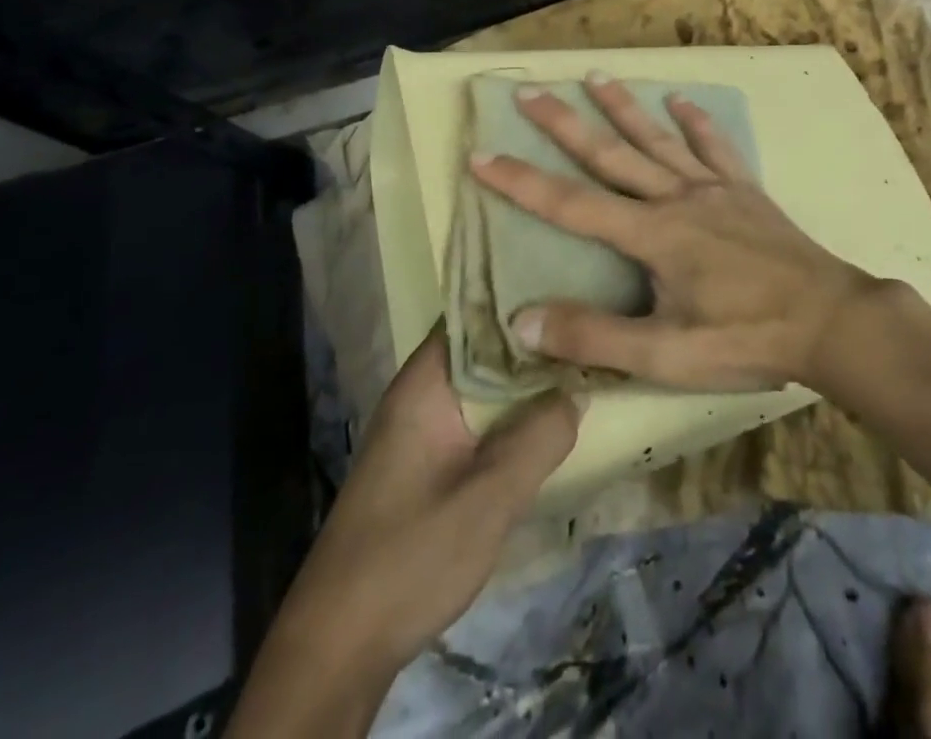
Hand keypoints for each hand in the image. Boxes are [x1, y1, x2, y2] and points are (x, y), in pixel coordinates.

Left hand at [230, 331, 579, 736]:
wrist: (338, 647)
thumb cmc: (410, 558)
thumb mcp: (488, 499)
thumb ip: (538, 438)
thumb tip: (578, 390)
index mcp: (426, 381)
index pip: (475, 310)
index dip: (522, 294)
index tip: (573, 283)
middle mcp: (422, 391)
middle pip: (484, 345)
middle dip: (534, 337)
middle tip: (592, 324)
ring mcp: (423, 426)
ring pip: (485, 383)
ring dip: (527, 377)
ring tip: (585, 360)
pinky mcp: (429, 460)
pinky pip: (480, 416)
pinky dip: (513, 410)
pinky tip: (550, 415)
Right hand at [468, 73, 874, 390]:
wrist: (829, 321)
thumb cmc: (745, 338)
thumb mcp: (666, 355)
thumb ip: (594, 336)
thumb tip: (523, 319)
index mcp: (652, 234)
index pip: (571, 204)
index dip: (521, 182)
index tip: (481, 155)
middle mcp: (676, 198)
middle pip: (610, 155)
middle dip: (564, 124)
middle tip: (529, 91)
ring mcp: (713, 188)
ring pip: (658, 139)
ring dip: (623, 108)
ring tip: (595, 77)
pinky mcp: (744, 190)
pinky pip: (715, 147)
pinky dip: (696, 122)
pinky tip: (680, 102)